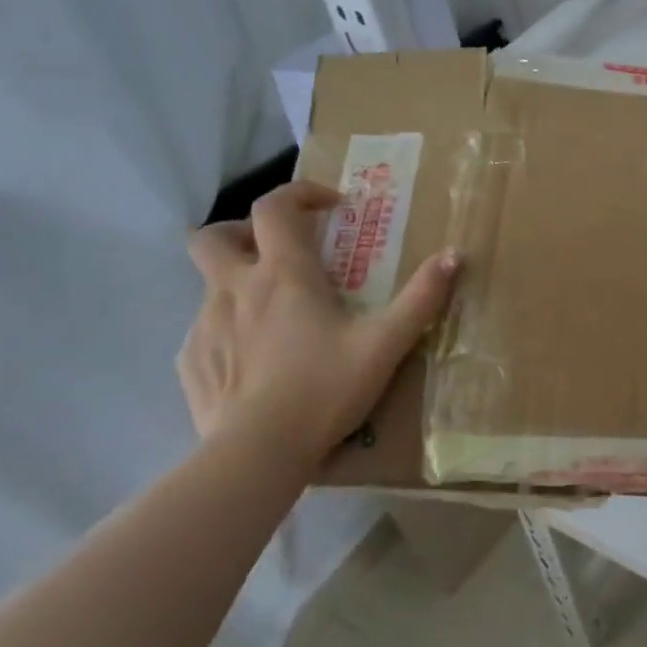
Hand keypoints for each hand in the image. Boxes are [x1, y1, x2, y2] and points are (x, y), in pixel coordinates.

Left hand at [177, 180, 460, 463]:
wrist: (257, 453)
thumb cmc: (325, 388)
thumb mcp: (386, 343)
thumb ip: (422, 297)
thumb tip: (455, 255)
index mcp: (283, 274)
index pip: (275, 207)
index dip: (300, 194)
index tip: (331, 208)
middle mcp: (235, 288)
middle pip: (214, 236)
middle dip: (241, 232)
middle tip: (278, 253)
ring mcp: (204, 325)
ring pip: (210, 285)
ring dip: (239, 286)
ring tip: (276, 318)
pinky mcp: (191, 362)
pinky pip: (205, 330)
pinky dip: (228, 330)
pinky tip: (255, 361)